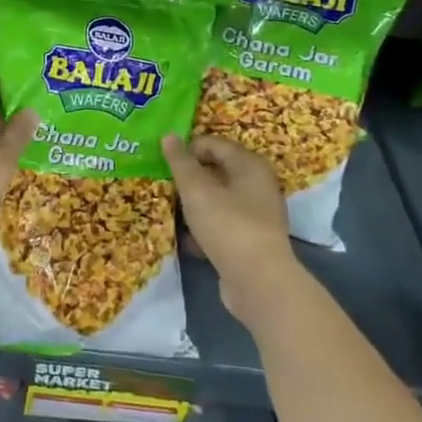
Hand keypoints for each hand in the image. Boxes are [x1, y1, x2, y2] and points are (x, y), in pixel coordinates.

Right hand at [164, 134, 300, 328]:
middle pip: (216, 171)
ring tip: (168, 208)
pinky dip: (203, 228)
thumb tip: (168, 135)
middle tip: (162, 183)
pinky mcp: (250, 242)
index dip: (187, 148)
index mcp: (249, 165)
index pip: (213, 144)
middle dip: (188, 177)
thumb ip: (181, 162)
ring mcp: (255, 216)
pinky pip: (221, 226)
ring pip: (217, 200)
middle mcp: (257, 186)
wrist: (259, 285)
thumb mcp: (197, 190)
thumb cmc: (228, 226)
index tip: (162, 161)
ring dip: (193, 204)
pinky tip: (185, 238)